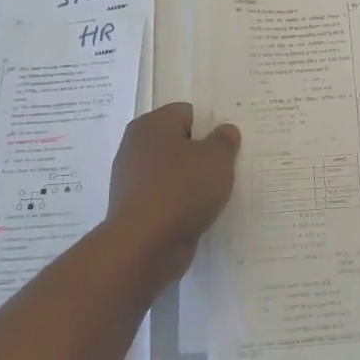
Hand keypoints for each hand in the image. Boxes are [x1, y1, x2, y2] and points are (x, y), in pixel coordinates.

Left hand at [106, 103, 240, 287]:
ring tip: (216, 193)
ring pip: (172, 172)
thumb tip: (225, 131)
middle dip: (201, 154)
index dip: (210, 126)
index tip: (227, 145)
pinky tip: (198, 213)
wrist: (144, 246)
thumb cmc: (182, 189)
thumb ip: (224, 140)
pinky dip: (181, 204)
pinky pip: (166, 198)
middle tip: (226, 166)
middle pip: (178, 142)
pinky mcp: (135, 210)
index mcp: (151, 125)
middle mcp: (136, 148)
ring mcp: (132, 181)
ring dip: (192, 181)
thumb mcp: (217, 158)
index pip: (187, 112)